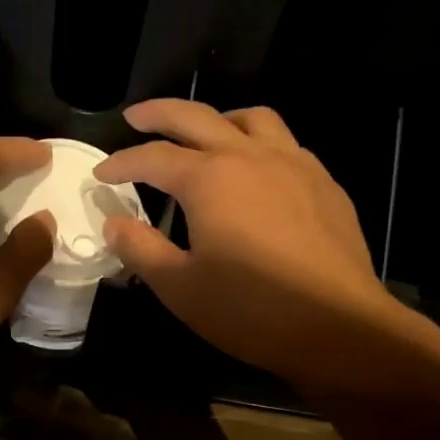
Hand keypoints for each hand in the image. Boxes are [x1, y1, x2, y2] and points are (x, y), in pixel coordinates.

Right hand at [95, 100, 439, 390]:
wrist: (338, 326)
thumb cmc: (251, 309)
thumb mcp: (180, 287)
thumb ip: (141, 249)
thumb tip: (114, 223)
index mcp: (210, 179)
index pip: (153, 157)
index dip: (121, 162)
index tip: (100, 173)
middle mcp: (250, 156)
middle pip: (197, 117)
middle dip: (160, 114)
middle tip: (135, 116)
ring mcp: (294, 165)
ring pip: (251, 119)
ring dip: (217, 119)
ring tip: (203, 134)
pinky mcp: (324, 183)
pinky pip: (285, 144)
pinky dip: (258, 143)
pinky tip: (257, 171)